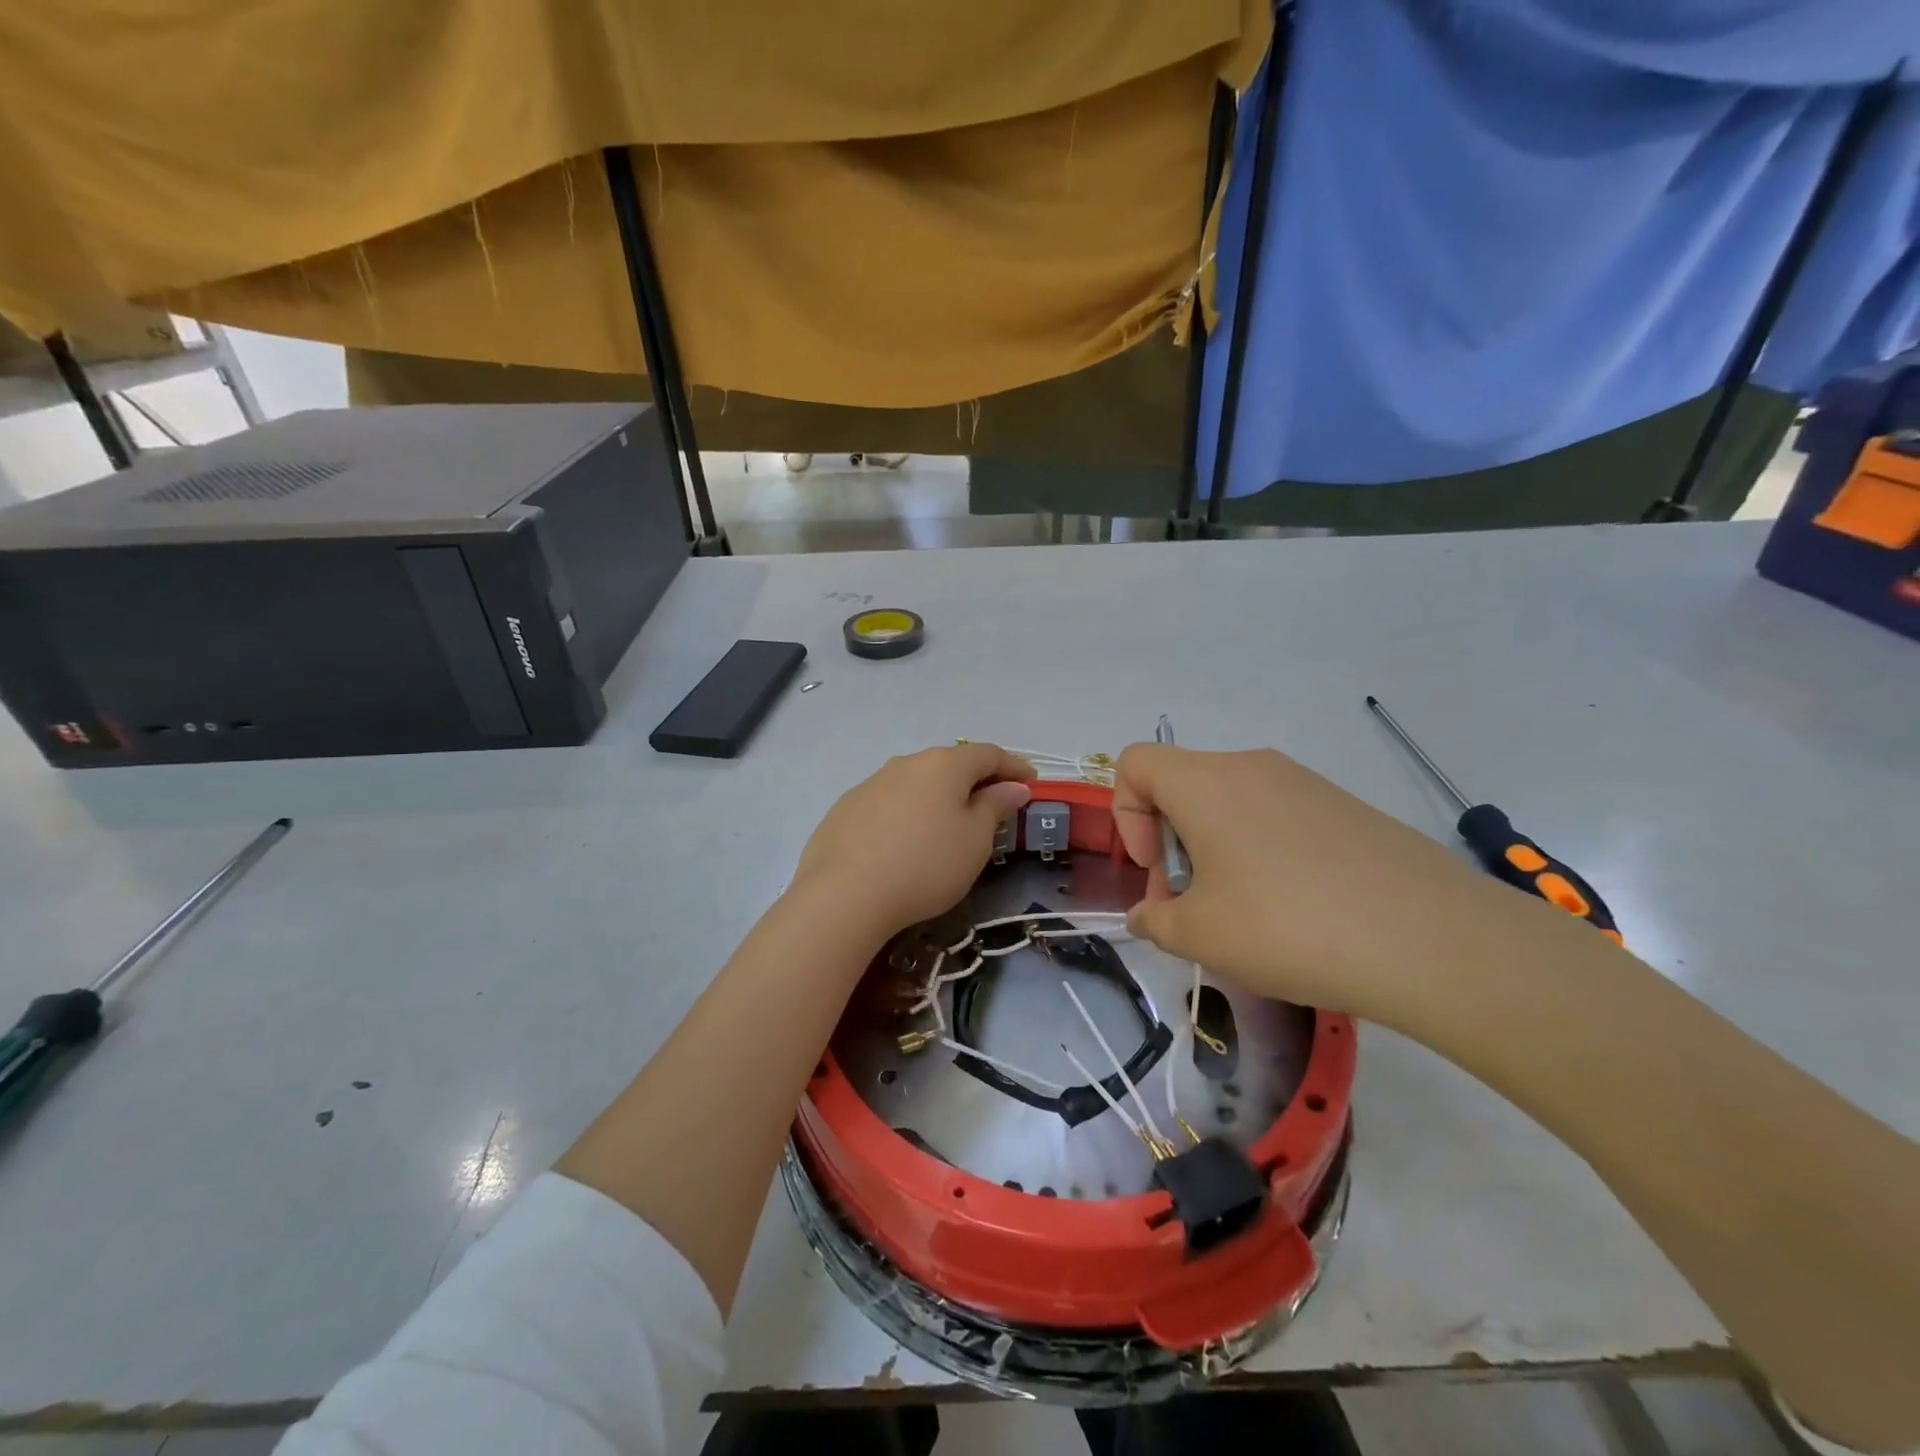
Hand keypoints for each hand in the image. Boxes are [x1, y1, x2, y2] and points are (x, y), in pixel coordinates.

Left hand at [792, 743, 1034, 941]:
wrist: (844, 895)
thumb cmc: (926, 864)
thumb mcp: (974, 840)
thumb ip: (995, 807)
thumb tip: (1013, 786)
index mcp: (943, 764)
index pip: (988, 754)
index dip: (1014, 767)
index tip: (1031, 784)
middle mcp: (906, 763)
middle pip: (950, 764)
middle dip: (975, 781)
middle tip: (993, 806)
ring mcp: (871, 784)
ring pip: (916, 783)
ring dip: (938, 797)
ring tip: (949, 826)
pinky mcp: (845, 809)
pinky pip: (889, 804)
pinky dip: (908, 814)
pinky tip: (906, 842)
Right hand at [1111, 743, 1516, 1029]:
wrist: (1433, 940)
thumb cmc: (1289, 926)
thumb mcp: (1201, 935)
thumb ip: (1155, 920)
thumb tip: (1148, 914)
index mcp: (1206, 783)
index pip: (1135, 763)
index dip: (1127, 816)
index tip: (1158, 871)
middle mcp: (1252, 767)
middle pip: (1183, 786)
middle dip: (1172, 843)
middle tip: (1194, 907)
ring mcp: (1305, 783)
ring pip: (1231, 803)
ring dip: (1216, 851)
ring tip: (1246, 915)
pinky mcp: (1344, 807)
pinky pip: (1278, 816)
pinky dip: (1262, 852)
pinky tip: (1297, 910)